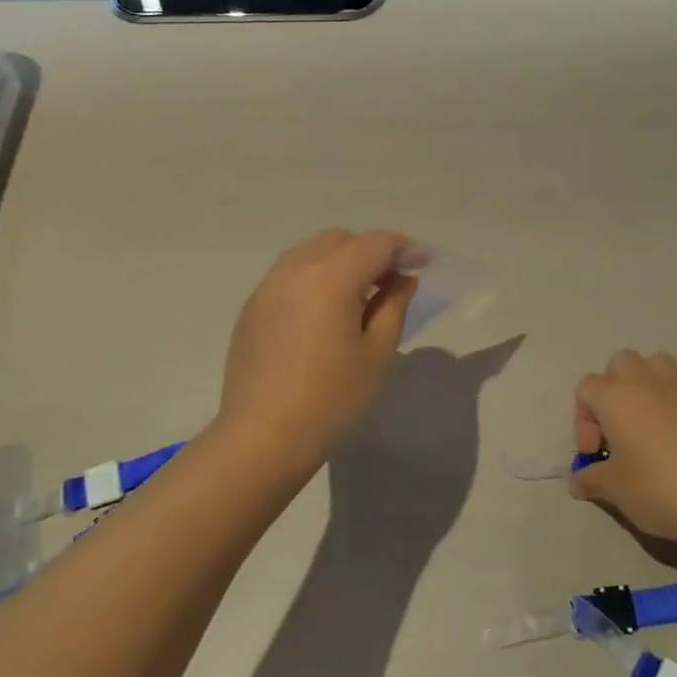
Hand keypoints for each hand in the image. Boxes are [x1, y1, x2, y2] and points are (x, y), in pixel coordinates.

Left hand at [217, 229, 418, 469]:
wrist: (262, 436)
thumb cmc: (330, 398)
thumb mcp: (376, 352)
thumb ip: (393, 305)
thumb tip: (401, 280)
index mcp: (330, 277)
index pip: (375, 243)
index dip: (404, 248)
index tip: (424, 262)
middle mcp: (295, 269)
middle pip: (341, 240)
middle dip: (371, 251)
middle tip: (392, 281)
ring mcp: (268, 285)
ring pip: (312, 252)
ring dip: (341, 261)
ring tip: (359, 294)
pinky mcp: (252, 306)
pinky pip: (290, 274)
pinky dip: (315, 277)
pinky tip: (324, 311)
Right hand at [569, 350, 676, 546]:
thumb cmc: (658, 488)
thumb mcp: (615, 489)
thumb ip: (591, 479)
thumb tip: (578, 481)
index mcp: (616, 395)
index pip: (586, 389)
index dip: (583, 421)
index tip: (595, 455)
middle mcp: (646, 381)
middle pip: (620, 363)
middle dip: (612, 390)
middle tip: (618, 431)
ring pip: (655, 364)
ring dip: (645, 385)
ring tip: (648, 424)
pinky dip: (674, 403)